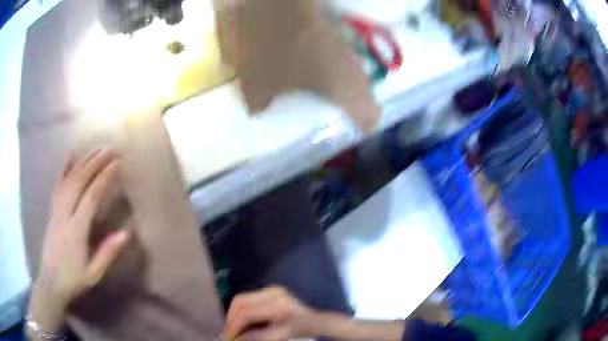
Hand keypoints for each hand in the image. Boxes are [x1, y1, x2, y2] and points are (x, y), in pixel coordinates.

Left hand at [29, 149, 131, 336]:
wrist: (51, 281)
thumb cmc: (74, 279)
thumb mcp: (94, 273)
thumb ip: (108, 253)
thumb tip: (127, 233)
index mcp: (76, 230)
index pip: (91, 197)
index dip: (104, 178)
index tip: (118, 163)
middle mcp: (64, 214)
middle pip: (79, 181)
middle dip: (96, 163)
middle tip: (111, 150)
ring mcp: (56, 209)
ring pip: (69, 179)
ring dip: (83, 161)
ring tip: (97, 150)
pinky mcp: (52, 209)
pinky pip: (58, 184)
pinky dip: (64, 167)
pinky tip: (70, 154)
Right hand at [224, 286, 318, 340]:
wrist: (316, 321)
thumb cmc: (300, 331)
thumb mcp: (279, 336)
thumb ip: (257, 337)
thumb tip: (235, 339)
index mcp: (279, 307)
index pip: (247, 315)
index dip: (234, 328)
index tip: (228, 338)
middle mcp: (274, 295)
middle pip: (241, 303)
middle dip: (231, 319)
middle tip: (227, 333)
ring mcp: (273, 290)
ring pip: (242, 299)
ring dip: (234, 314)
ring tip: (232, 328)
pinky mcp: (272, 290)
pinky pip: (248, 298)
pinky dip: (241, 309)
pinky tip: (241, 321)